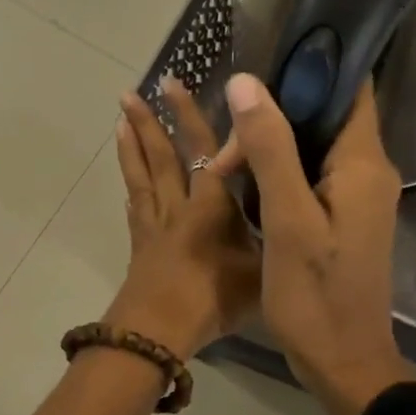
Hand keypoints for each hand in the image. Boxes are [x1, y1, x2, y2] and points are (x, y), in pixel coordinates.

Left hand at [108, 79, 259, 359]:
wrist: (160, 330)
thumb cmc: (214, 297)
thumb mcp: (261, 268)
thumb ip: (276, 238)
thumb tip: (295, 214)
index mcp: (211, 204)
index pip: (203, 149)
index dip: (190, 116)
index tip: (176, 84)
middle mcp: (179, 206)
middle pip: (162, 156)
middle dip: (151, 122)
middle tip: (132, 92)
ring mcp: (154, 226)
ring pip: (141, 178)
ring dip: (132, 147)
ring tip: (120, 120)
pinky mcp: (140, 247)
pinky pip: (135, 210)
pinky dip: (132, 191)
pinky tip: (128, 186)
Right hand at [221, 73, 409, 414]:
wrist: (343, 362)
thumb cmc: (316, 296)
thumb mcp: (288, 220)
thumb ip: (271, 149)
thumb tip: (246, 82)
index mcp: (364, 164)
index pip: (352, 87)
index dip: (314, 66)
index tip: (265, 60)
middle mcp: (369, 170)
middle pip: (325, 114)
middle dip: (274, 115)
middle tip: (228, 145)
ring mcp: (357, 194)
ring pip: (313, 144)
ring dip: (271, 145)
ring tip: (227, 163)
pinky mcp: (343, 215)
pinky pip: (311, 172)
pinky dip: (279, 168)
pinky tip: (245, 178)